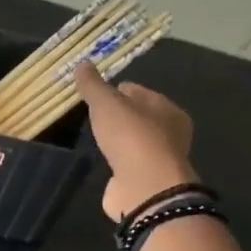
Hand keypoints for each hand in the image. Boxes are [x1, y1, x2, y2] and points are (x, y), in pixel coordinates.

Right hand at [74, 62, 198, 220]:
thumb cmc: (131, 136)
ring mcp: (157, 157)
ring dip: (117, 138)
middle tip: (91, 113)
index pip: (138, 91)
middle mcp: (168, 131)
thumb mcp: (106, 103)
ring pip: (133, 139)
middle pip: (138, 115)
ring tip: (93, 135)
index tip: (93, 92)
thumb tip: (82, 64)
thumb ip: (93, 85)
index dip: (115, 89)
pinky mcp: (145, 179)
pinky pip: (127, 161)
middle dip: (117, 114)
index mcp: (166, 107)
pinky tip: (102, 158)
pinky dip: (116, 158)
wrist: (144, 187)